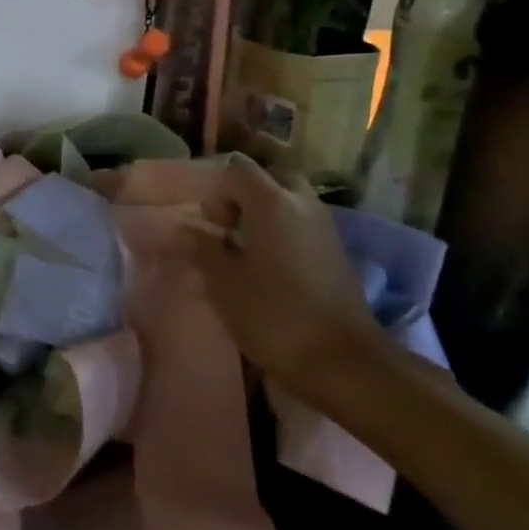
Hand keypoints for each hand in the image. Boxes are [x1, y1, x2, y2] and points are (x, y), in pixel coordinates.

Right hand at [186, 156, 387, 389]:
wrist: (342, 361)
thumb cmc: (273, 314)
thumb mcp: (223, 282)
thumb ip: (202, 248)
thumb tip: (186, 230)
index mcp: (272, 202)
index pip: (238, 168)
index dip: (215, 186)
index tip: (204, 218)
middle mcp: (302, 204)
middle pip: (270, 177)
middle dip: (243, 193)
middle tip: (224, 224)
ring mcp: (324, 227)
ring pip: (289, 200)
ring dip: (263, 212)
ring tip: (240, 245)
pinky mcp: (335, 252)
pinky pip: (301, 223)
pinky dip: (281, 229)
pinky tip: (264, 263)